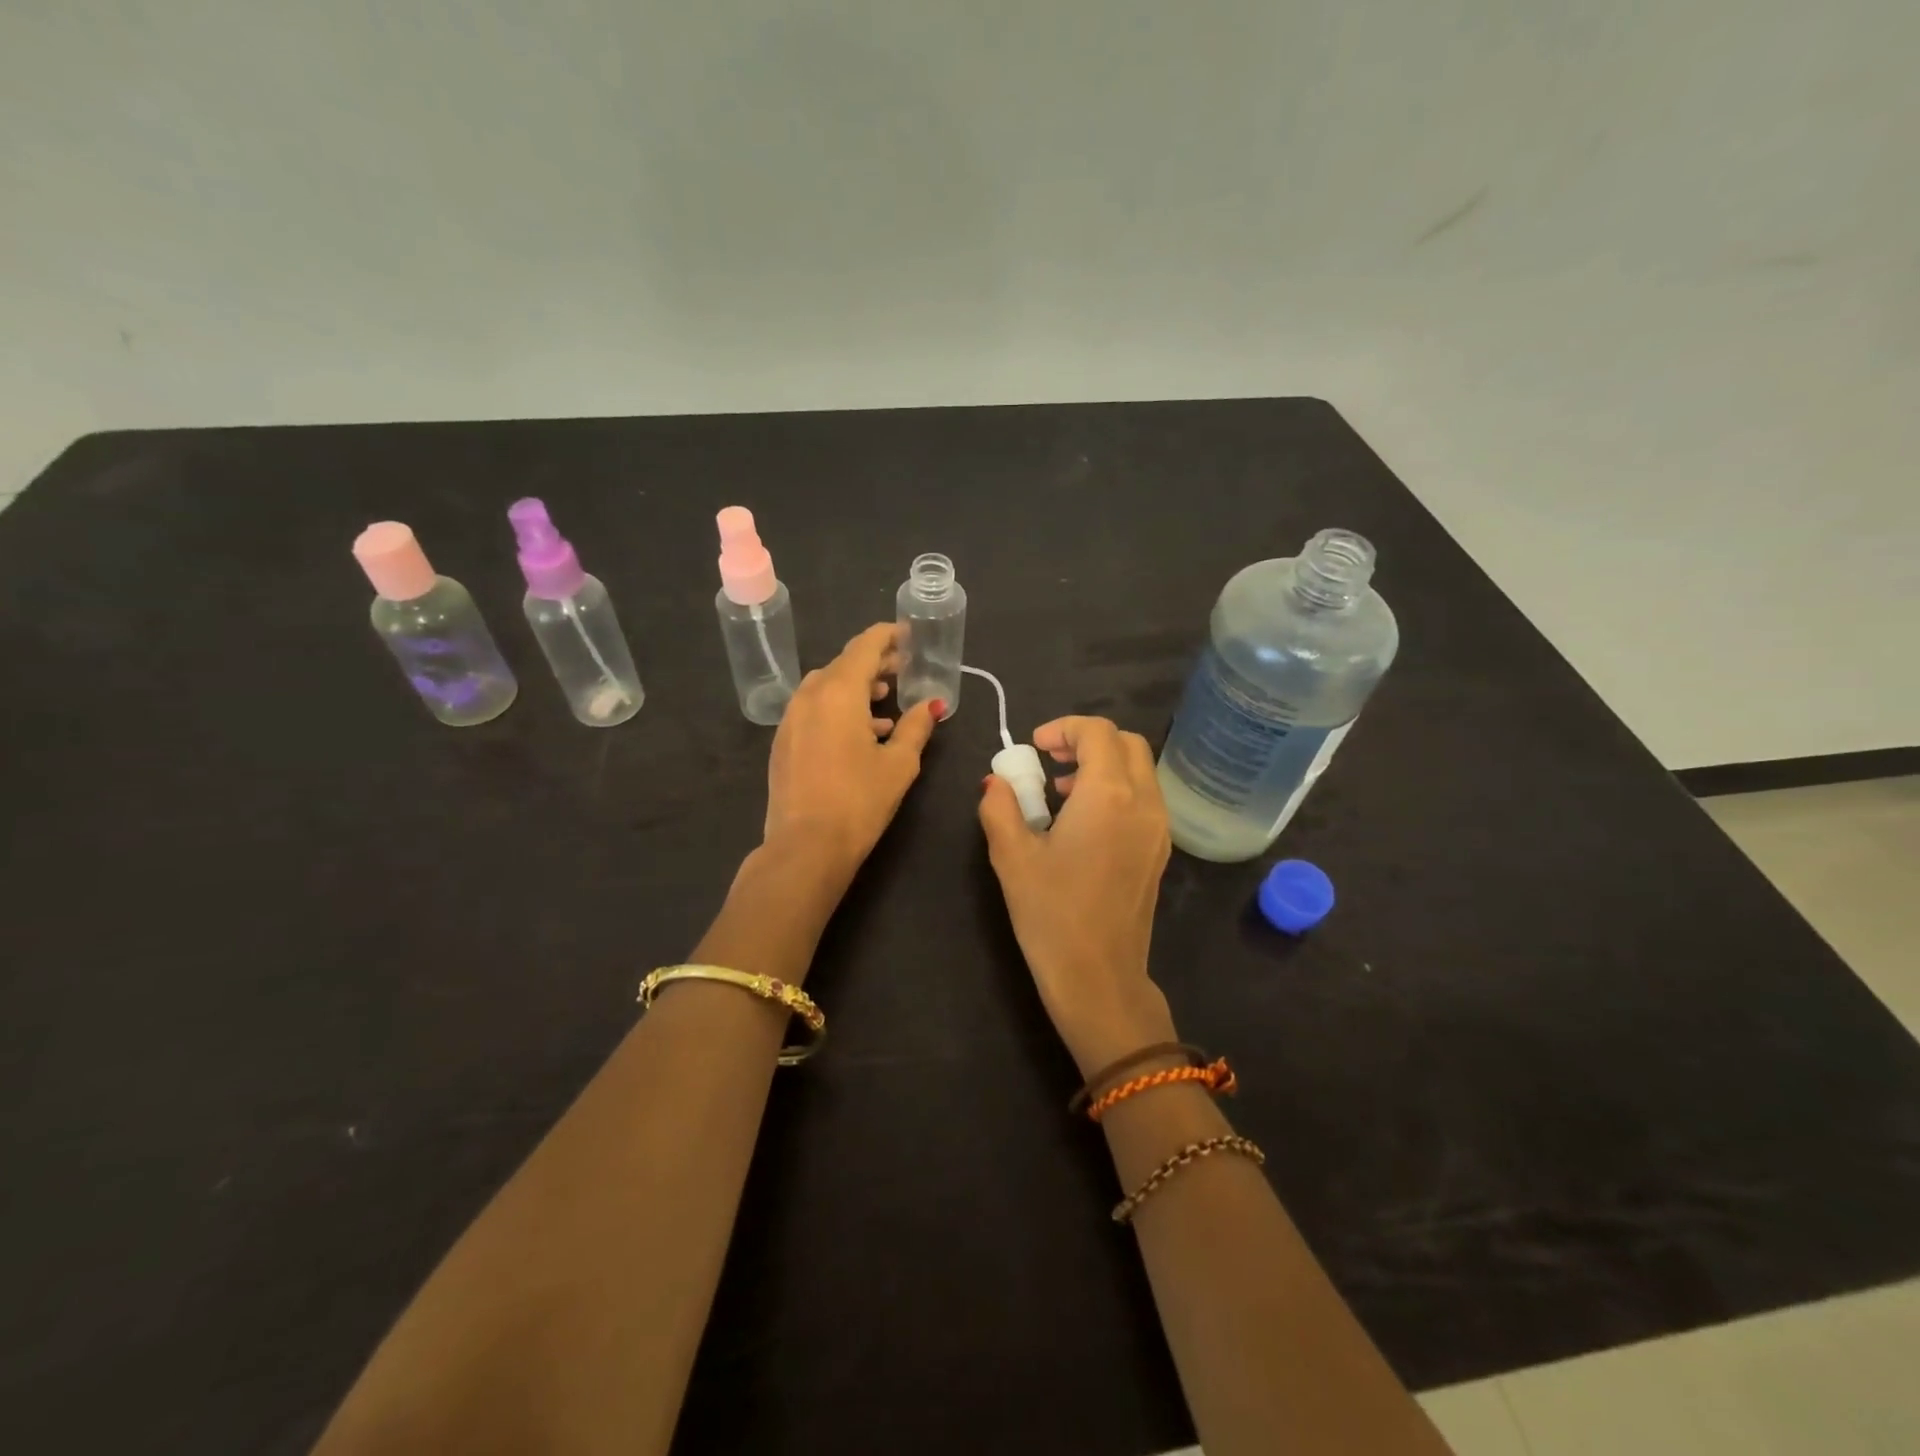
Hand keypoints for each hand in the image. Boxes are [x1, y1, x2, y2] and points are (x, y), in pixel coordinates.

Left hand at [764, 622, 941, 879]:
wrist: (805, 846)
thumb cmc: (859, 801)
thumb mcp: (899, 763)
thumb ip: (916, 726)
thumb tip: (932, 704)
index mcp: (839, 692)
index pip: (864, 646)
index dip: (887, 636)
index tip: (907, 635)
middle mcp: (809, 696)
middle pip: (843, 665)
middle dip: (874, 663)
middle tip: (902, 669)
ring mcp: (791, 719)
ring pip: (826, 688)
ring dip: (855, 688)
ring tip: (884, 705)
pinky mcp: (783, 742)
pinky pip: (813, 710)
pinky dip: (837, 709)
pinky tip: (860, 735)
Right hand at [978, 716, 1176, 1075]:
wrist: (1099, 977)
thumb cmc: (1051, 914)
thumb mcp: (1011, 856)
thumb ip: (1000, 807)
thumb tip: (997, 782)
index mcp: (1108, 795)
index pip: (1098, 732)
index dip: (1063, 727)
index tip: (1034, 747)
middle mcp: (1143, 802)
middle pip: (1126, 743)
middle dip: (1087, 740)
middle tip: (1050, 760)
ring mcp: (1158, 828)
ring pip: (1139, 770)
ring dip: (1103, 764)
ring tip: (1060, 792)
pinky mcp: (1159, 850)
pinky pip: (1144, 798)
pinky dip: (1117, 789)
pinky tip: (1083, 822)